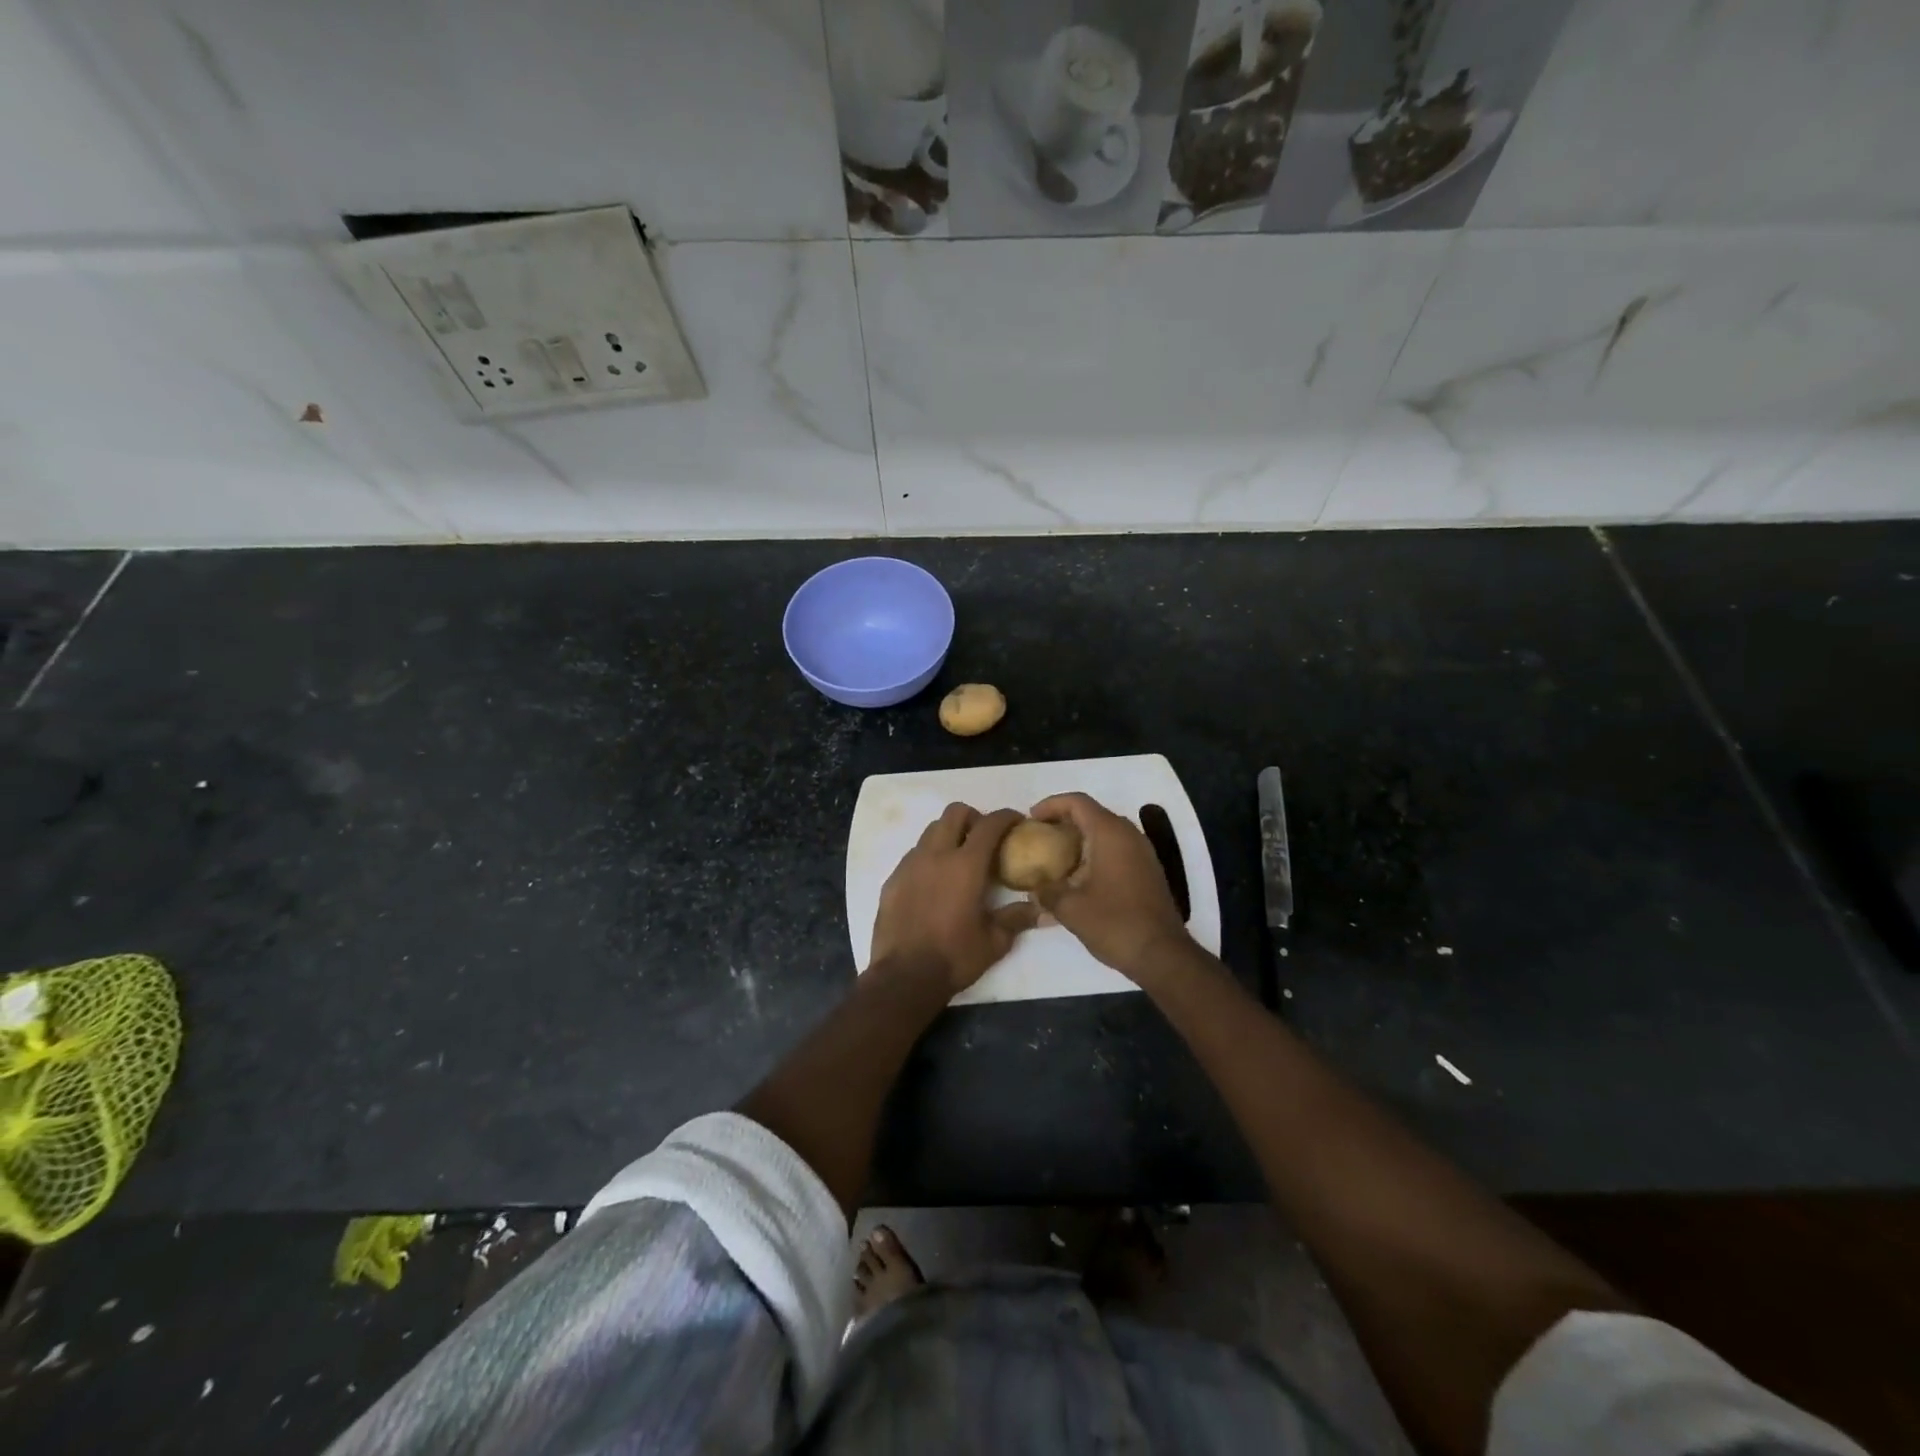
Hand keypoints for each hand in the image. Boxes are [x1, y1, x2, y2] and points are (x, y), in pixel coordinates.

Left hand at [870, 804, 1039, 995]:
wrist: (903, 977)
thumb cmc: (954, 957)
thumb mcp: (994, 942)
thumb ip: (1016, 918)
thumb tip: (1040, 909)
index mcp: (965, 865)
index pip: (989, 824)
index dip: (1006, 817)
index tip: (1017, 821)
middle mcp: (936, 855)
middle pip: (955, 813)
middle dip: (974, 817)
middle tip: (985, 838)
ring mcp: (910, 864)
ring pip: (932, 831)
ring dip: (949, 835)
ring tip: (959, 859)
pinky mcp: (893, 879)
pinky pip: (914, 854)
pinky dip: (929, 856)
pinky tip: (935, 882)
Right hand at [1028, 792, 1191, 982]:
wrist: (1162, 954)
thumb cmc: (1115, 923)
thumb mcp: (1070, 909)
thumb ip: (1047, 892)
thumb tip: (1035, 888)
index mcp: (1110, 834)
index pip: (1077, 802)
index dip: (1051, 804)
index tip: (1031, 818)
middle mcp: (1129, 835)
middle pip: (1092, 813)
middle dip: (1064, 820)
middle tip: (1040, 835)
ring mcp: (1142, 852)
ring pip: (1106, 832)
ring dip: (1080, 838)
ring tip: (1055, 855)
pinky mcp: (1148, 870)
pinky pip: (1117, 848)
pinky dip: (1095, 852)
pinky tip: (1079, 876)